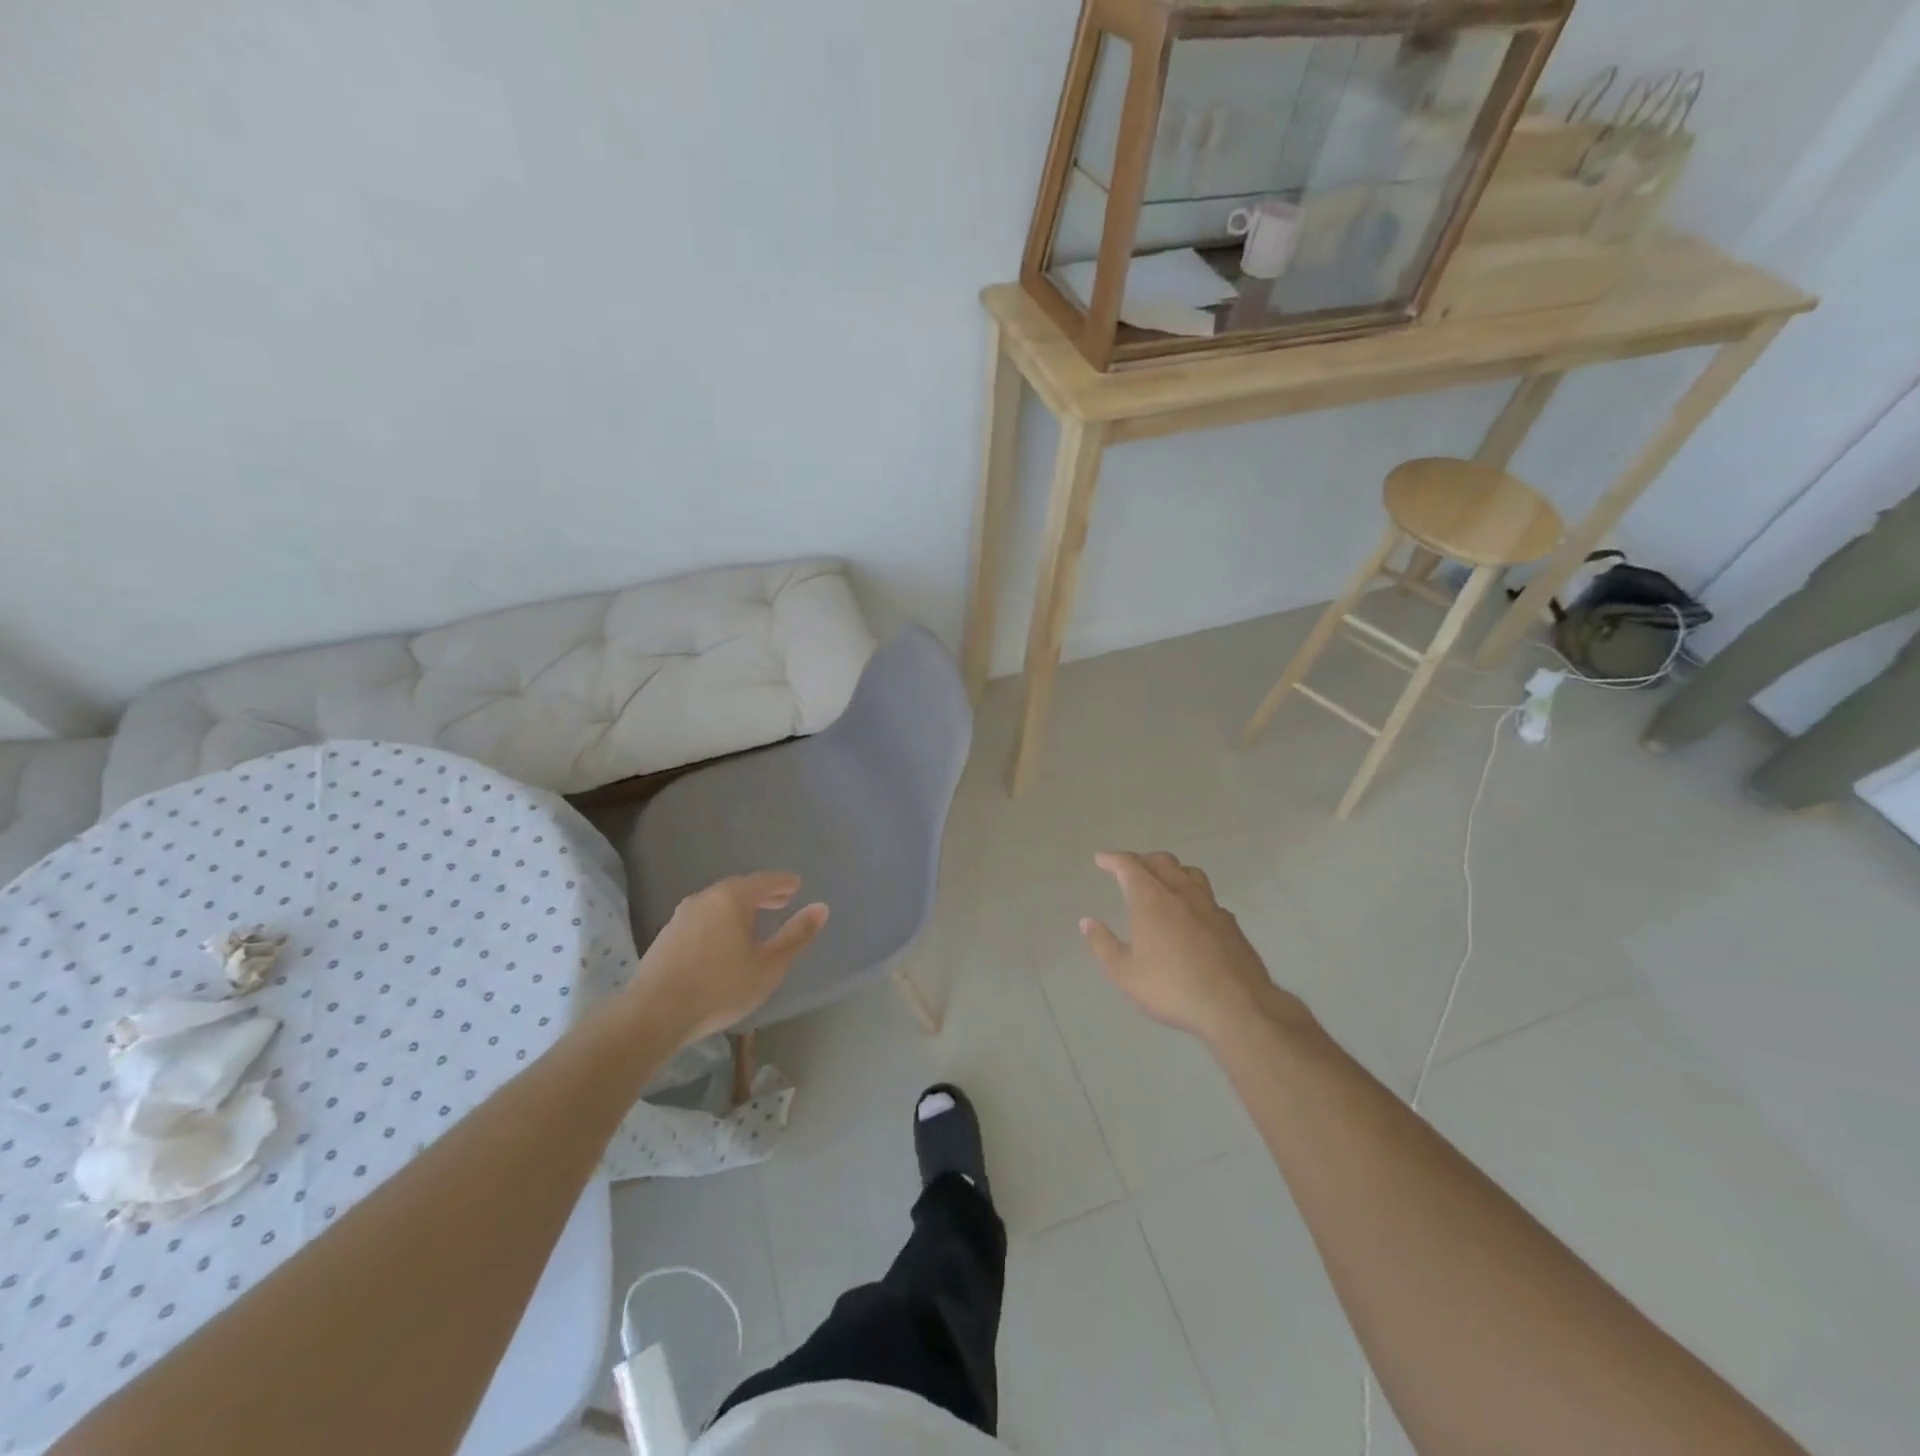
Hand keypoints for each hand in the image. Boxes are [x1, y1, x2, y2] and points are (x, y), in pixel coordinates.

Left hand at [625, 873, 828, 1043]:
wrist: (652, 1015)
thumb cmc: (719, 988)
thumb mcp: (768, 966)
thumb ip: (796, 936)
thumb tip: (821, 908)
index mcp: (731, 898)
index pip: (764, 881)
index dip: (783, 883)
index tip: (797, 885)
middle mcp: (704, 898)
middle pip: (739, 888)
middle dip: (762, 894)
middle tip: (782, 900)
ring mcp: (680, 916)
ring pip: (718, 903)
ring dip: (739, 908)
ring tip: (755, 921)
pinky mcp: (666, 937)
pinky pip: (702, 918)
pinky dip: (720, 920)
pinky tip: (724, 940)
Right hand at [1080, 851, 1306, 1048]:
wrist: (1235, 1006)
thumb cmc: (1171, 988)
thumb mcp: (1125, 973)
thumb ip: (1103, 944)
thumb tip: (1087, 922)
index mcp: (1151, 899)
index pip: (1129, 865)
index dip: (1113, 859)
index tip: (1102, 859)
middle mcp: (1181, 893)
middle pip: (1162, 861)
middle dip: (1143, 860)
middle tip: (1130, 870)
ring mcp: (1210, 906)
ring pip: (1190, 873)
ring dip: (1172, 871)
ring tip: (1163, 883)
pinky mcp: (1230, 923)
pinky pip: (1208, 897)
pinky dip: (1194, 896)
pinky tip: (1192, 914)